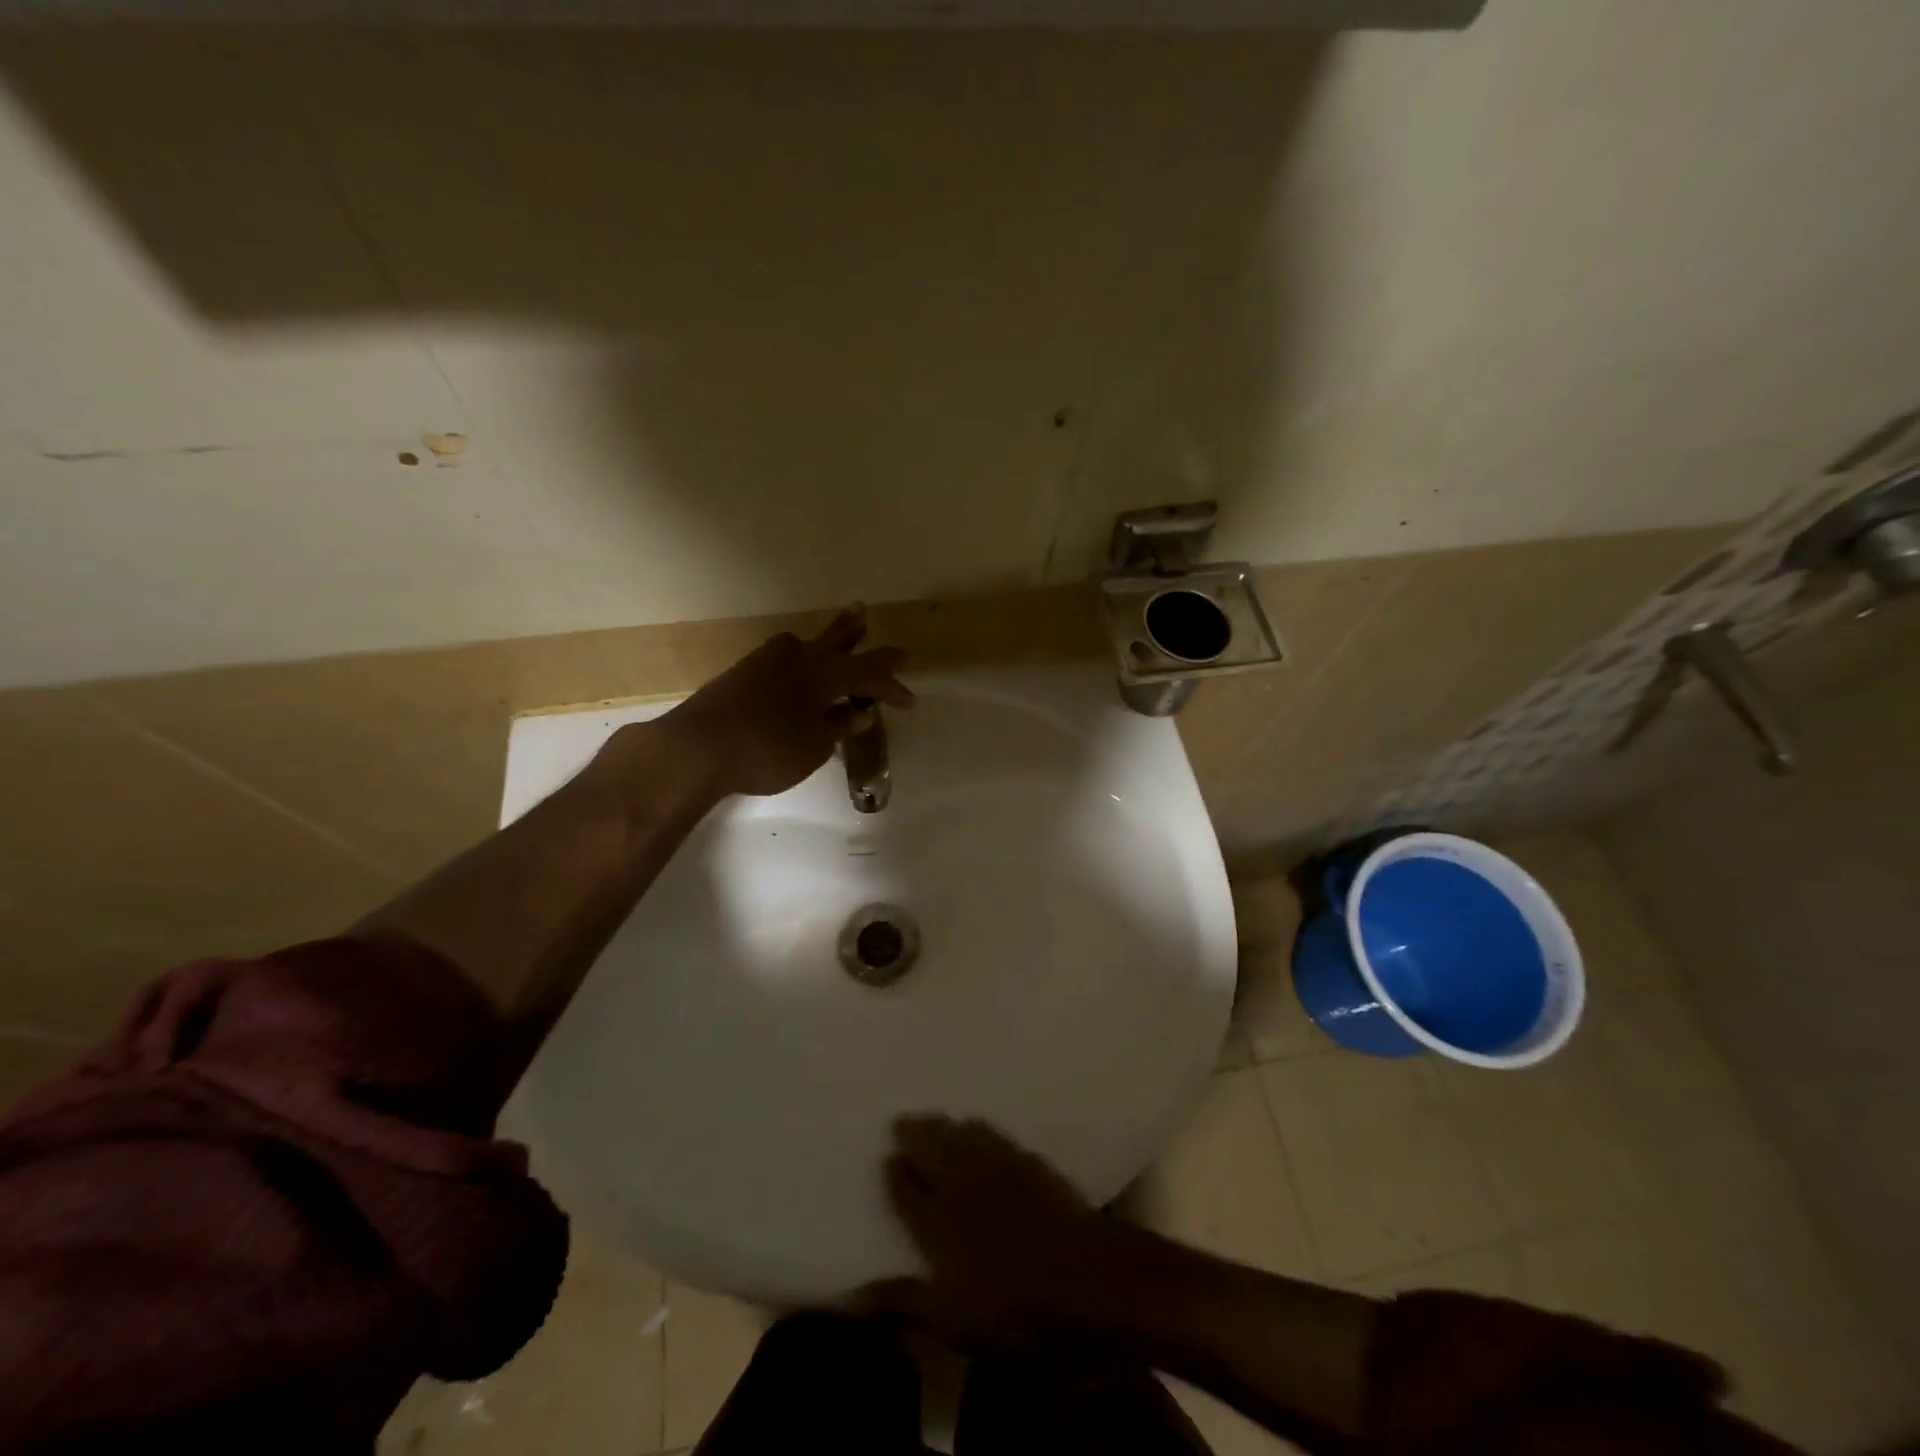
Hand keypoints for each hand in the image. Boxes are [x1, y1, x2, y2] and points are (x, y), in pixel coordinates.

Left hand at [656, 605, 913, 799]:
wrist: (697, 747)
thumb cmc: (768, 749)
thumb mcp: (814, 746)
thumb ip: (837, 726)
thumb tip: (857, 712)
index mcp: (823, 672)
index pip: (868, 674)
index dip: (891, 686)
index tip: (910, 700)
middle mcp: (798, 657)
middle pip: (836, 642)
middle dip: (857, 635)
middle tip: (871, 617)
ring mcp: (767, 661)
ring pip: (809, 644)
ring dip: (831, 637)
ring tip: (847, 622)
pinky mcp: (744, 673)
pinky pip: (787, 659)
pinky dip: (804, 659)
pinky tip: (802, 661)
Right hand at [861, 1115, 1112, 1349]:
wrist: (1088, 1276)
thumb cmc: (1016, 1312)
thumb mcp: (953, 1322)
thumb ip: (903, 1302)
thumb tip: (850, 1294)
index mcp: (937, 1221)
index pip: (907, 1191)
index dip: (895, 1175)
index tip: (886, 1158)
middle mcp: (961, 1184)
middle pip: (931, 1149)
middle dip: (914, 1134)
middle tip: (901, 1119)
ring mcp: (998, 1168)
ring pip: (961, 1136)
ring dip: (944, 1125)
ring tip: (933, 1117)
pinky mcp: (1029, 1162)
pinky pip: (994, 1135)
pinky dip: (979, 1128)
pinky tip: (978, 1125)